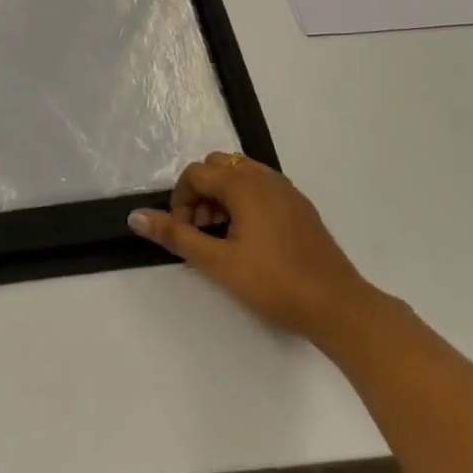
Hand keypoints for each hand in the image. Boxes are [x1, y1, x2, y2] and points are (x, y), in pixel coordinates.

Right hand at [128, 152, 370, 340]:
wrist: (337, 305)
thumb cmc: (273, 283)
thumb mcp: (217, 262)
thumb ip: (176, 235)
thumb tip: (135, 216)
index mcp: (243, 184)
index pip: (196, 173)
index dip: (180, 200)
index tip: (184, 233)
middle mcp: (264, 177)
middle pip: (218, 167)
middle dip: (201, 194)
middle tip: (202, 232)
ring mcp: (286, 190)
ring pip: (241, 175)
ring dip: (222, 196)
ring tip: (223, 236)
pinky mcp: (300, 206)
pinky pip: (262, 187)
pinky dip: (245, 200)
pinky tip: (250, 238)